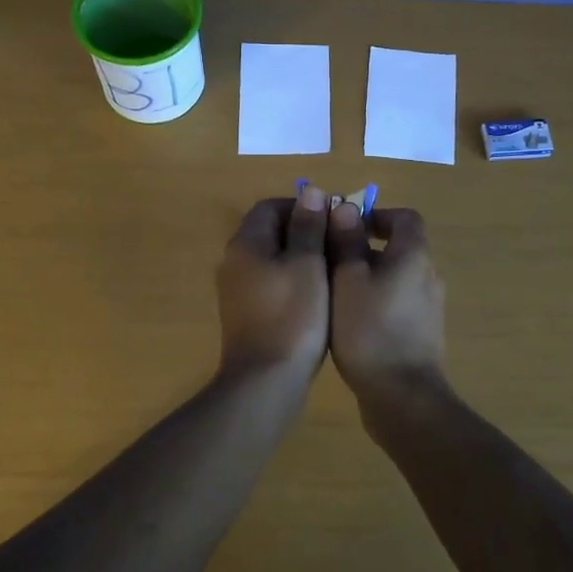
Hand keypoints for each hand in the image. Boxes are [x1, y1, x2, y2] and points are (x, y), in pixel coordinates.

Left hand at [215, 191, 331, 382]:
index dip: (303, 206)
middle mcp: (234, 261)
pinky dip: (294, 282)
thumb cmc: (292, 315)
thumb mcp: (308, 263)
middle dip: (305, 232)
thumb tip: (309, 191)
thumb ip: (308, 226)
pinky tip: (318, 298)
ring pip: (272, 259)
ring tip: (335, 270)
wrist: (266, 380)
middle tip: (338, 244)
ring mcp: (237, 290)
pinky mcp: (246, 314)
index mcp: (246, 243)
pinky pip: (271, 284)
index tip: (333, 219)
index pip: (270, 206)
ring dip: (302, 258)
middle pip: (270, 232)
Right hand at [326, 204, 446, 404]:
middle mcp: (428, 276)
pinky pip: (398, 303)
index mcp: (414, 256)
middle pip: (399, 247)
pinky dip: (376, 301)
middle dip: (364, 248)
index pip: (405, 218)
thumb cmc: (370, 330)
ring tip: (333, 292)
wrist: (402, 396)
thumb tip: (345, 207)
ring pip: (396, 277)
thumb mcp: (347, 280)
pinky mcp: (423, 333)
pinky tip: (349, 322)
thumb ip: (346, 241)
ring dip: (368, 276)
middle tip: (329, 260)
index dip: (376, 215)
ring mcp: (429, 307)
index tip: (346, 226)